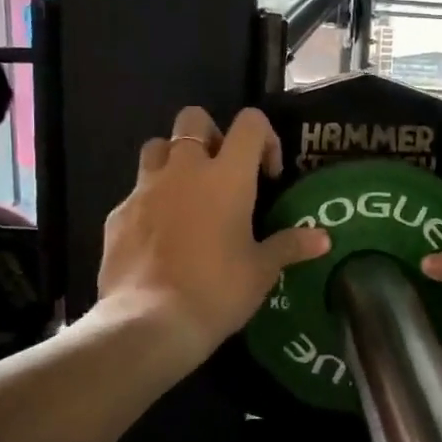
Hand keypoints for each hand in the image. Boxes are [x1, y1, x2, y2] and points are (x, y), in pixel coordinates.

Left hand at [97, 107, 328, 367]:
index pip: (249, 122)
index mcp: (227, 177)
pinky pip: (136, 193)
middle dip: (211, 135)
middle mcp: (184, 170)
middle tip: (222, 173)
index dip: (264, 138)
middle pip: (192, 119)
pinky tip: (160, 237)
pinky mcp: (117, 214)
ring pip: (156, 147)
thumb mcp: (261, 271)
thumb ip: (290, 246)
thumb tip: (323, 239)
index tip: (267, 174)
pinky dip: (151, 203)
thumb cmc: (217, 291)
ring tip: (187, 196)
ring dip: (174, 161)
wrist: (150, 322)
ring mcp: (145, 189)